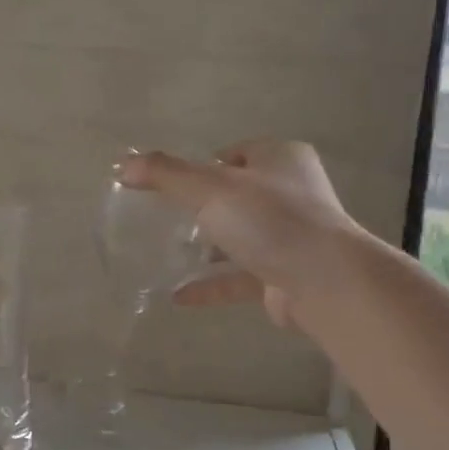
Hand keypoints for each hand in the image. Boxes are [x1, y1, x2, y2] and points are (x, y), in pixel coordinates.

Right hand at [120, 139, 365, 326]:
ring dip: (207, 247)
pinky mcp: (284, 275)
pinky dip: (211, 284)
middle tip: (165, 219)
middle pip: (237, 196)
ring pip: (240, 237)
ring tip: (167, 254)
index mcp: (280, 159)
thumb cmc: (270, 220)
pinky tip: (178, 296)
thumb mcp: (211, 188)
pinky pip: (240, 277)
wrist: (325, 281)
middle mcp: (290, 193)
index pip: (236, 154)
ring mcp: (290, 237)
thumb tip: (123, 164)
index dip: (203, 165)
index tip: (172, 184)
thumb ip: (166, 174)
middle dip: (202, 208)